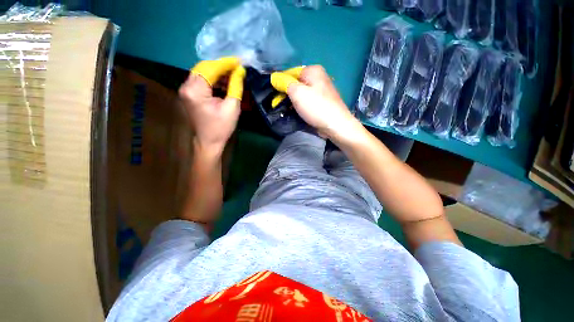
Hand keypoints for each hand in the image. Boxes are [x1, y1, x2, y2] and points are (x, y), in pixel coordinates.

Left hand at [179, 57, 245, 154]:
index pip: (210, 69)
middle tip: (237, 67)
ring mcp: (186, 90)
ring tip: (233, 74)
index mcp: (195, 90)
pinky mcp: (190, 94)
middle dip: (221, 66)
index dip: (225, 63)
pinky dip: (214, 79)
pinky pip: (202, 81)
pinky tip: (225, 82)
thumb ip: (235, 87)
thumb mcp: (232, 107)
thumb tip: (240, 71)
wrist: (209, 142)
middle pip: (204, 68)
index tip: (239, 60)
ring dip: (218, 72)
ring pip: (203, 73)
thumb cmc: (221, 127)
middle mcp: (186, 87)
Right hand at [271, 65, 360, 140]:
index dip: (281, 83)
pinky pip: (309, 100)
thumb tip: (274, 77)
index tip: (275, 95)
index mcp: (313, 70)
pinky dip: (302, 105)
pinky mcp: (323, 102)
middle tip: (280, 104)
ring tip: (288, 109)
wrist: (336, 125)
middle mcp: (319, 77)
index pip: (291, 72)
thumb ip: (284, 83)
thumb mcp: (297, 93)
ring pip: (303, 93)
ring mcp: (322, 90)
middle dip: (287, 93)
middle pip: (297, 83)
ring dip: (294, 101)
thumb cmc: (316, 107)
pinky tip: (298, 112)